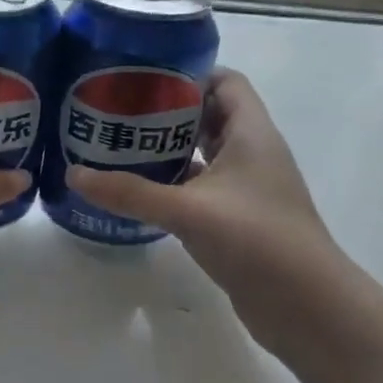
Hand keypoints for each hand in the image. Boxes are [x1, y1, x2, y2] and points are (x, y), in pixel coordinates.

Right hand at [66, 68, 348, 332]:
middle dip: (165, 110)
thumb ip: (130, 192)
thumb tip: (73, 173)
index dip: (187, 73)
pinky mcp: (237, 219)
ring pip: (202, 153)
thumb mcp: (188, 211)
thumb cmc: (258, 241)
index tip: (141, 77)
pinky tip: (137, 190)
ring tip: (117, 145)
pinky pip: (199, 187)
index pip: (225, 81)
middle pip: (208, 115)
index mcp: (251, 134)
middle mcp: (251, 154)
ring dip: (166, 148)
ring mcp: (246, 189)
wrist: (309, 310)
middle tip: (117, 110)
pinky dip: (171, 183)